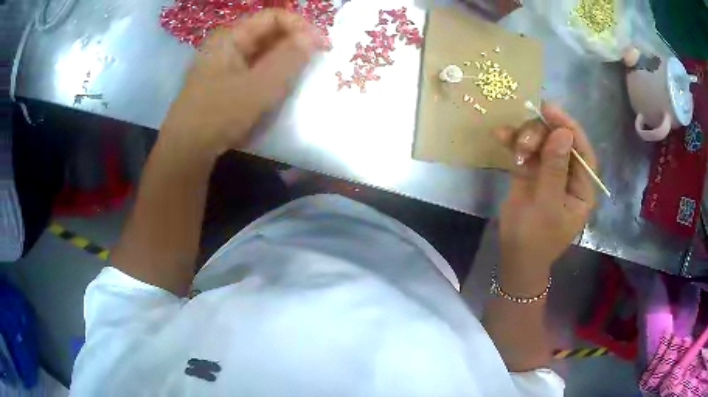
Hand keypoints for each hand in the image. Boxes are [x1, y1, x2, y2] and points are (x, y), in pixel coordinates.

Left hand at [160, 10, 321, 159]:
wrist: (186, 151)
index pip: (273, 17)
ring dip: (285, 59)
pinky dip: (272, 73)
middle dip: (295, 42)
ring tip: (301, 75)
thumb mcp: (259, 87)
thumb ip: (288, 59)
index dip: (301, 26)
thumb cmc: (219, 115)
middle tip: (316, 61)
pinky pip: (255, 68)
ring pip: (263, 51)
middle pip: (268, 32)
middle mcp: (227, 44)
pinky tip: (280, 87)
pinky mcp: (226, 81)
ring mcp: (225, 63)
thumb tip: (314, 36)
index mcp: (231, 37)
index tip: (323, 46)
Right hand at [493, 104, 596, 286]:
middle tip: (524, 141)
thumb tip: (563, 133)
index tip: (550, 110)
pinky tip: (501, 135)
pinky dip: (514, 142)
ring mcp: (549, 171)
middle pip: (559, 142)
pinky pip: (525, 150)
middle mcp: (568, 175)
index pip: (582, 151)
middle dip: (542, 136)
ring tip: (512, 144)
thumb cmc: (536, 238)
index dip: (569, 128)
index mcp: (582, 187)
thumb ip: (555, 169)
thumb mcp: (547, 206)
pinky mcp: (531, 172)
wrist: (514, 256)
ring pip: (541, 142)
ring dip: (526, 138)